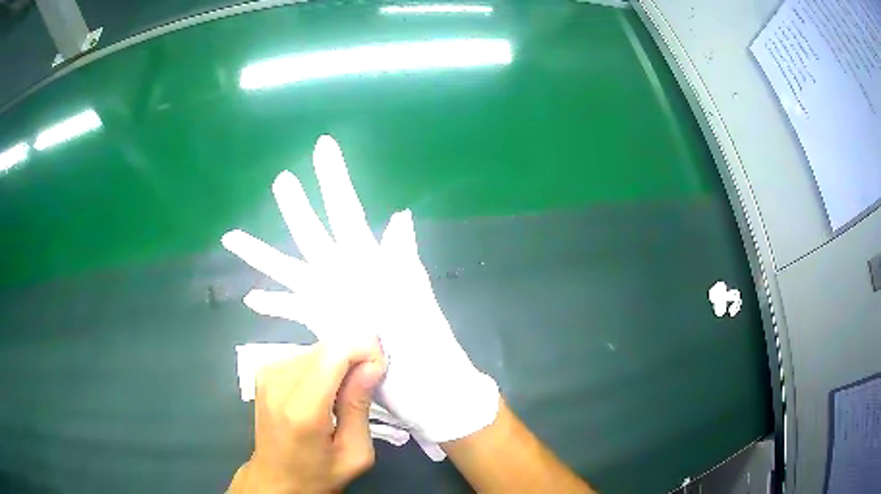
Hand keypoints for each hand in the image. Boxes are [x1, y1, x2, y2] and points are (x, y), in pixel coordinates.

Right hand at [221, 135, 499, 442]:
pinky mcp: (321, 325)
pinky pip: (289, 310)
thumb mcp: (413, 292)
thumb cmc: (421, 338)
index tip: (323, 145)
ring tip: (232, 238)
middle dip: (295, 207)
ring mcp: (329, 300)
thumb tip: (400, 213)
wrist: (421, 382)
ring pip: (286, 269)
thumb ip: (402, 255)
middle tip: (280, 180)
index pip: (346, 208)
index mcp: (366, 259)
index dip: (333, 177)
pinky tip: (250, 299)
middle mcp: (342, 273)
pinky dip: (271, 304)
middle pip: (310, 232)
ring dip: (260, 255)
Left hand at [228, 341, 384, 492]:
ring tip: (344, 392)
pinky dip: (321, 366)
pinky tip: (324, 389)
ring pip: (315, 349)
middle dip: (353, 356)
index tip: (379, 369)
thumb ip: (360, 406)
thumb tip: (372, 365)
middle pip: (326, 348)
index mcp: (302, 410)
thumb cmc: (319, 474)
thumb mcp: (354, 452)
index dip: (363, 350)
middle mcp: (278, 384)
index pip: (334, 353)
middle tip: (367, 383)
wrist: (276, 479)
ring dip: (337, 362)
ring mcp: (267, 375)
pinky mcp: (264, 372)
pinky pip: (302, 355)